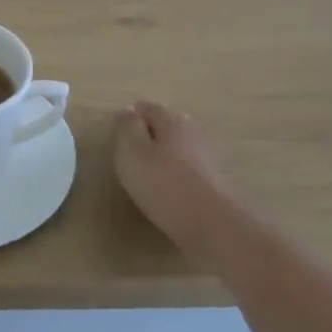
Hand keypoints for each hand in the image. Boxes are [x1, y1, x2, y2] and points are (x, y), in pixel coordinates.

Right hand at [114, 101, 238, 249]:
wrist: (210, 223)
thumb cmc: (162, 183)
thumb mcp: (133, 152)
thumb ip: (128, 128)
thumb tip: (127, 110)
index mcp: (172, 122)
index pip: (150, 108)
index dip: (133, 113)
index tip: (118, 123)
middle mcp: (193, 134)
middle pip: (170, 124)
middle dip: (152, 129)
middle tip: (133, 143)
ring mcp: (207, 158)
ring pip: (181, 146)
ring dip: (166, 150)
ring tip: (147, 165)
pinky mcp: (213, 182)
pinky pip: (189, 167)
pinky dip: (176, 169)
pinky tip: (168, 183)